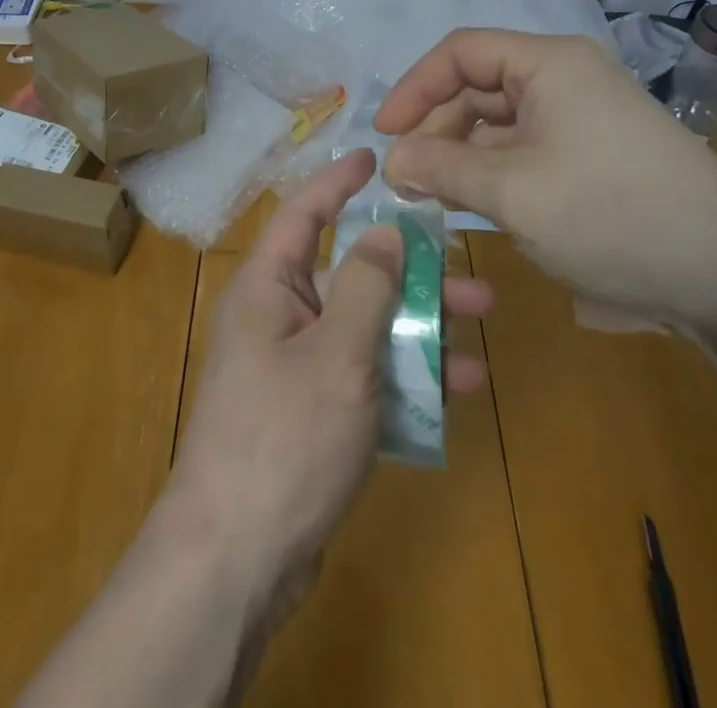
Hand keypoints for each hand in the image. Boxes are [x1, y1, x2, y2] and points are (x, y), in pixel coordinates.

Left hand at [164, 150, 491, 645]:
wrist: (235, 560)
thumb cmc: (283, 438)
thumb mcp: (336, 355)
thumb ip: (365, 286)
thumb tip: (384, 230)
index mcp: (268, 286)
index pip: (304, 212)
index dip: (339, 181)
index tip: (376, 156)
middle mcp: (279, 315)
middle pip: (349, 272)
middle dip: (408, 267)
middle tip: (466, 263)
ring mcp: (295, 365)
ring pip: (365, 324)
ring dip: (418, 321)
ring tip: (481, 319)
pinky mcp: (312, 410)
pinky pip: (365, 373)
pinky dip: (406, 373)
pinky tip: (458, 385)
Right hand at [375, 28, 716, 328]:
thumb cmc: (613, 216)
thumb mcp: (513, 192)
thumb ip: (441, 167)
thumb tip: (392, 160)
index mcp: (548, 64)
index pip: (460, 53)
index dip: (414, 88)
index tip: (384, 135)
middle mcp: (565, 78)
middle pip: (477, 87)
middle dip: (436, 129)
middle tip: (407, 179)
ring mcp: (583, 117)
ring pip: (499, 123)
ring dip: (461, 155)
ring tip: (433, 197)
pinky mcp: (594, 154)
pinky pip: (526, 149)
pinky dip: (493, 172)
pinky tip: (473, 205)